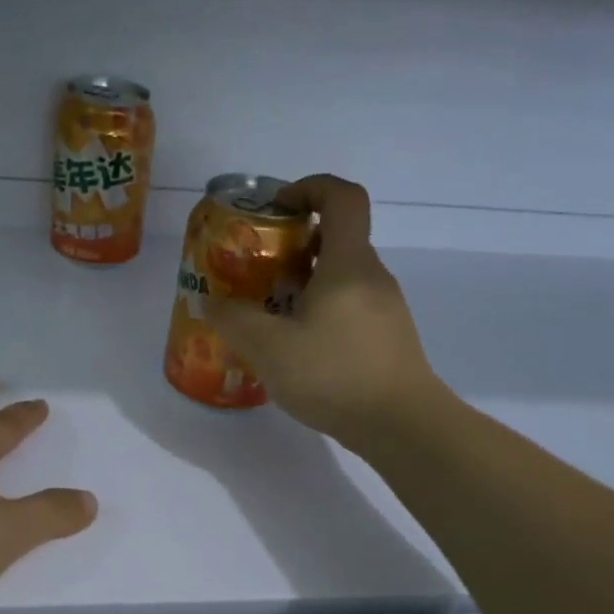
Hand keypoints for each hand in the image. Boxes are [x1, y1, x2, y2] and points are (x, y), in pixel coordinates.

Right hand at [207, 174, 439, 445]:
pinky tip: (298, 345)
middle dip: (296, 242)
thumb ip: (234, 320)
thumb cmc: (336, 375)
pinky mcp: (388, 336)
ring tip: (271, 310)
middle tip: (259, 268)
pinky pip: (350, 304)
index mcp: (348, 264)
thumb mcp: (269, 348)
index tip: (277, 207)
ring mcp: (385, 307)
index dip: (309, 187)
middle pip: (338, 237)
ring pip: (342, 275)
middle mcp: (372, 276)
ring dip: (306, 280)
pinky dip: (321, 309)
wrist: (403, 426)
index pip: (343, 197)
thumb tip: (210, 302)